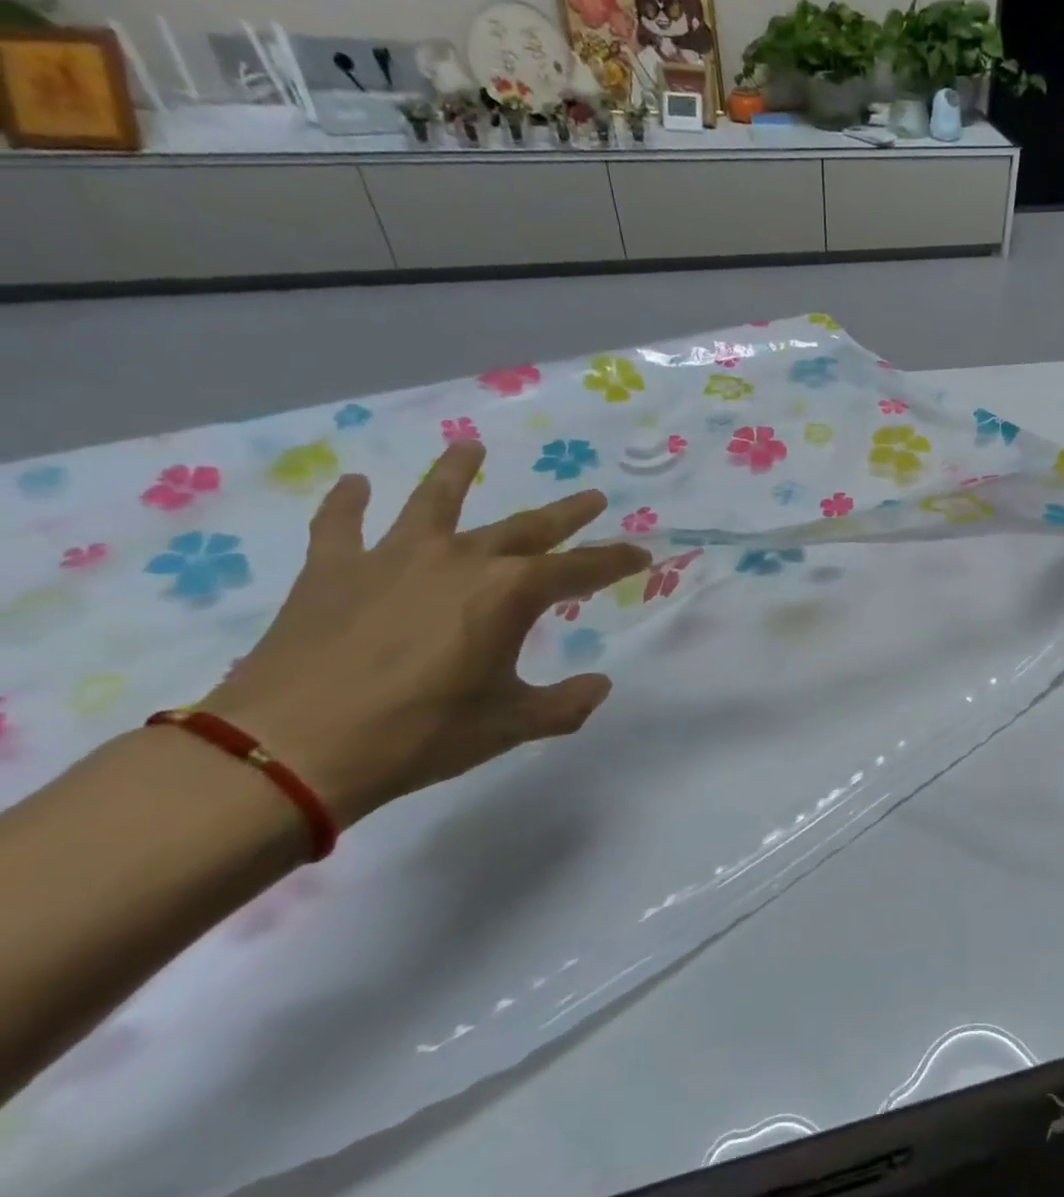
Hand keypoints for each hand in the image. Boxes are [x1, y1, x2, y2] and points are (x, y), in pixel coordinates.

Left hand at [201, 442, 650, 827]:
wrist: (288, 749)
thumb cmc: (418, 735)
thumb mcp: (509, 725)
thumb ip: (565, 704)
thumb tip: (600, 685)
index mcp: (510, 592)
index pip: (581, 568)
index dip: (616, 561)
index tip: (642, 555)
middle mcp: (461, 559)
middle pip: (525, 527)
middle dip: (565, 514)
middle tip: (592, 497)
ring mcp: (393, 558)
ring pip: (433, 502)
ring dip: (455, 472)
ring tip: (470, 447)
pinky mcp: (333, 571)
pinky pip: (340, 526)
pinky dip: (346, 503)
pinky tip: (354, 485)